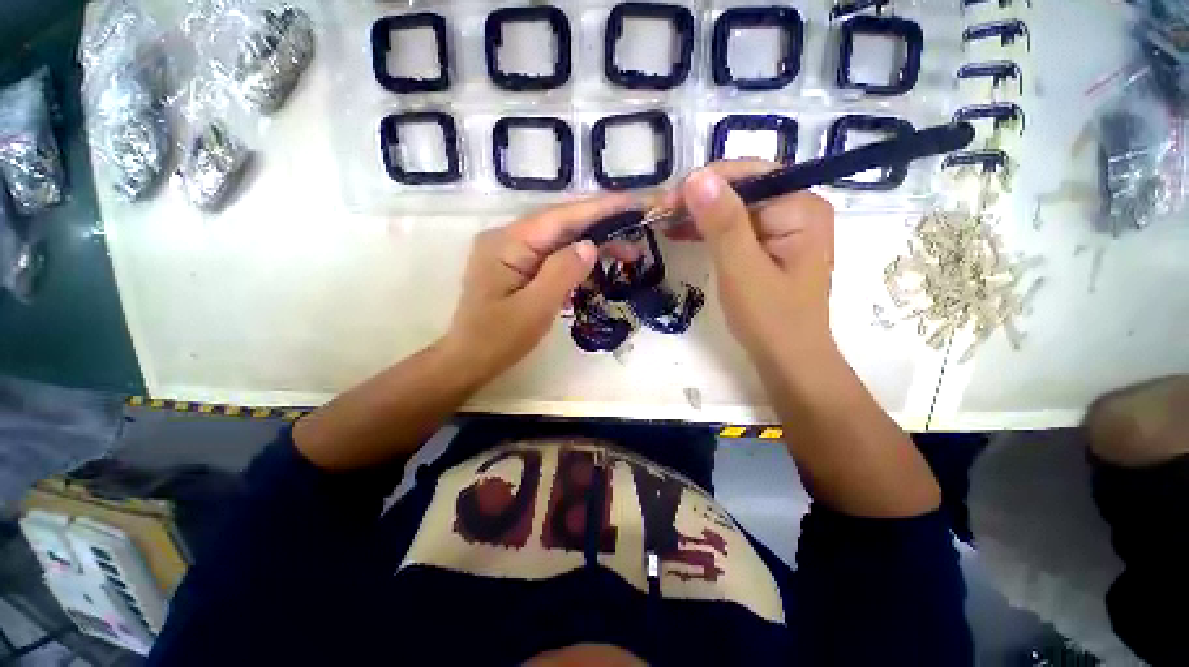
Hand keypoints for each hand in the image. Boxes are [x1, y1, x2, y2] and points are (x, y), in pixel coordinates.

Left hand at [442, 194, 634, 383]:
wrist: (469, 360)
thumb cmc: (498, 340)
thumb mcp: (535, 309)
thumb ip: (562, 273)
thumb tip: (591, 245)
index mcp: (508, 243)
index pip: (561, 217)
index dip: (600, 209)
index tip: (634, 203)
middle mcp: (508, 238)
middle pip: (562, 224)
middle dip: (601, 228)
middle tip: (636, 241)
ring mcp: (512, 251)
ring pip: (560, 239)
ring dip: (592, 246)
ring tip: (625, 254)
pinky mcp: (517, 266)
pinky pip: (553, 256)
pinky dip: (576, 262)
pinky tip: (593, 271)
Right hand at [664, 161, 835, 362]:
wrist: (787, 359)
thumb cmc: (769, 318)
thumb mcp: (742, 269)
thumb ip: (722, 223)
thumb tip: (696, 176)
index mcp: (800, 206)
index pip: (747, 176)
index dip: (703, 184)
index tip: (665, 203)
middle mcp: (796, 208)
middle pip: (740, 190)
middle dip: (697, 200)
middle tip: (659, 215)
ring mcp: (783, 228)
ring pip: (733, 208)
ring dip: (698, 214)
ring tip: (664, 222)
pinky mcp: (768, 246)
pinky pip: (734, 228)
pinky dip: (707, 230)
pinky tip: (681, 233)